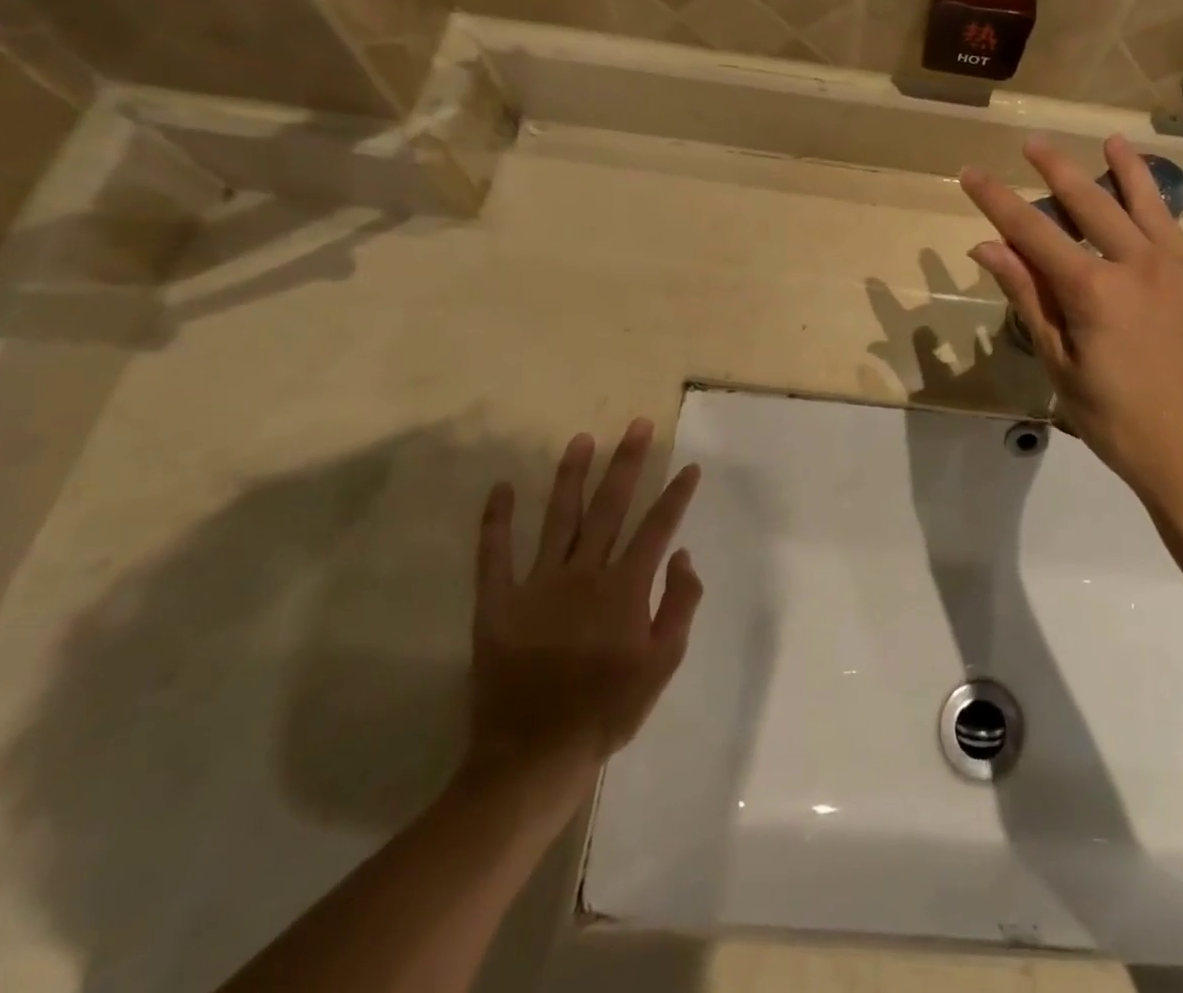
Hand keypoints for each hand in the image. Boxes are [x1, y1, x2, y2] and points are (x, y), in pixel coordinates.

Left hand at [464, 419, 703, 809]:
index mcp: (625, 588)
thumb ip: (680, 604)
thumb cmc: (608, 710)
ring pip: (559, 518)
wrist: (533, 757)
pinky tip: (500, 488)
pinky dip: (496, 521)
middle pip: (611, 507)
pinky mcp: (497, 604)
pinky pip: (494, 555)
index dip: (676, 495)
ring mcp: (538, 585)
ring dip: (571, 476)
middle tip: (636, 425)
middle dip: (627, 462)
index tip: (688, 467)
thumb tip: (682, 555)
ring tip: (581, 440)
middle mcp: (584, 574)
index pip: (657, 527)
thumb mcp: (663, 663)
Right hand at [960, 137, 1182, 514]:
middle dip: (1057, 168)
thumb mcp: (1058, 362)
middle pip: (1091, 203)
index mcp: (1094, 290)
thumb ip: (1028, 297)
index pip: (1033, 232)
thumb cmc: (1114, 418)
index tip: (971, 172)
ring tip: (1113, 141)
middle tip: (1035, 142)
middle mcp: (1141, 264)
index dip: (997, 200)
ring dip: (1129, 168)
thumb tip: (987, 247)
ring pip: (1153, 203)